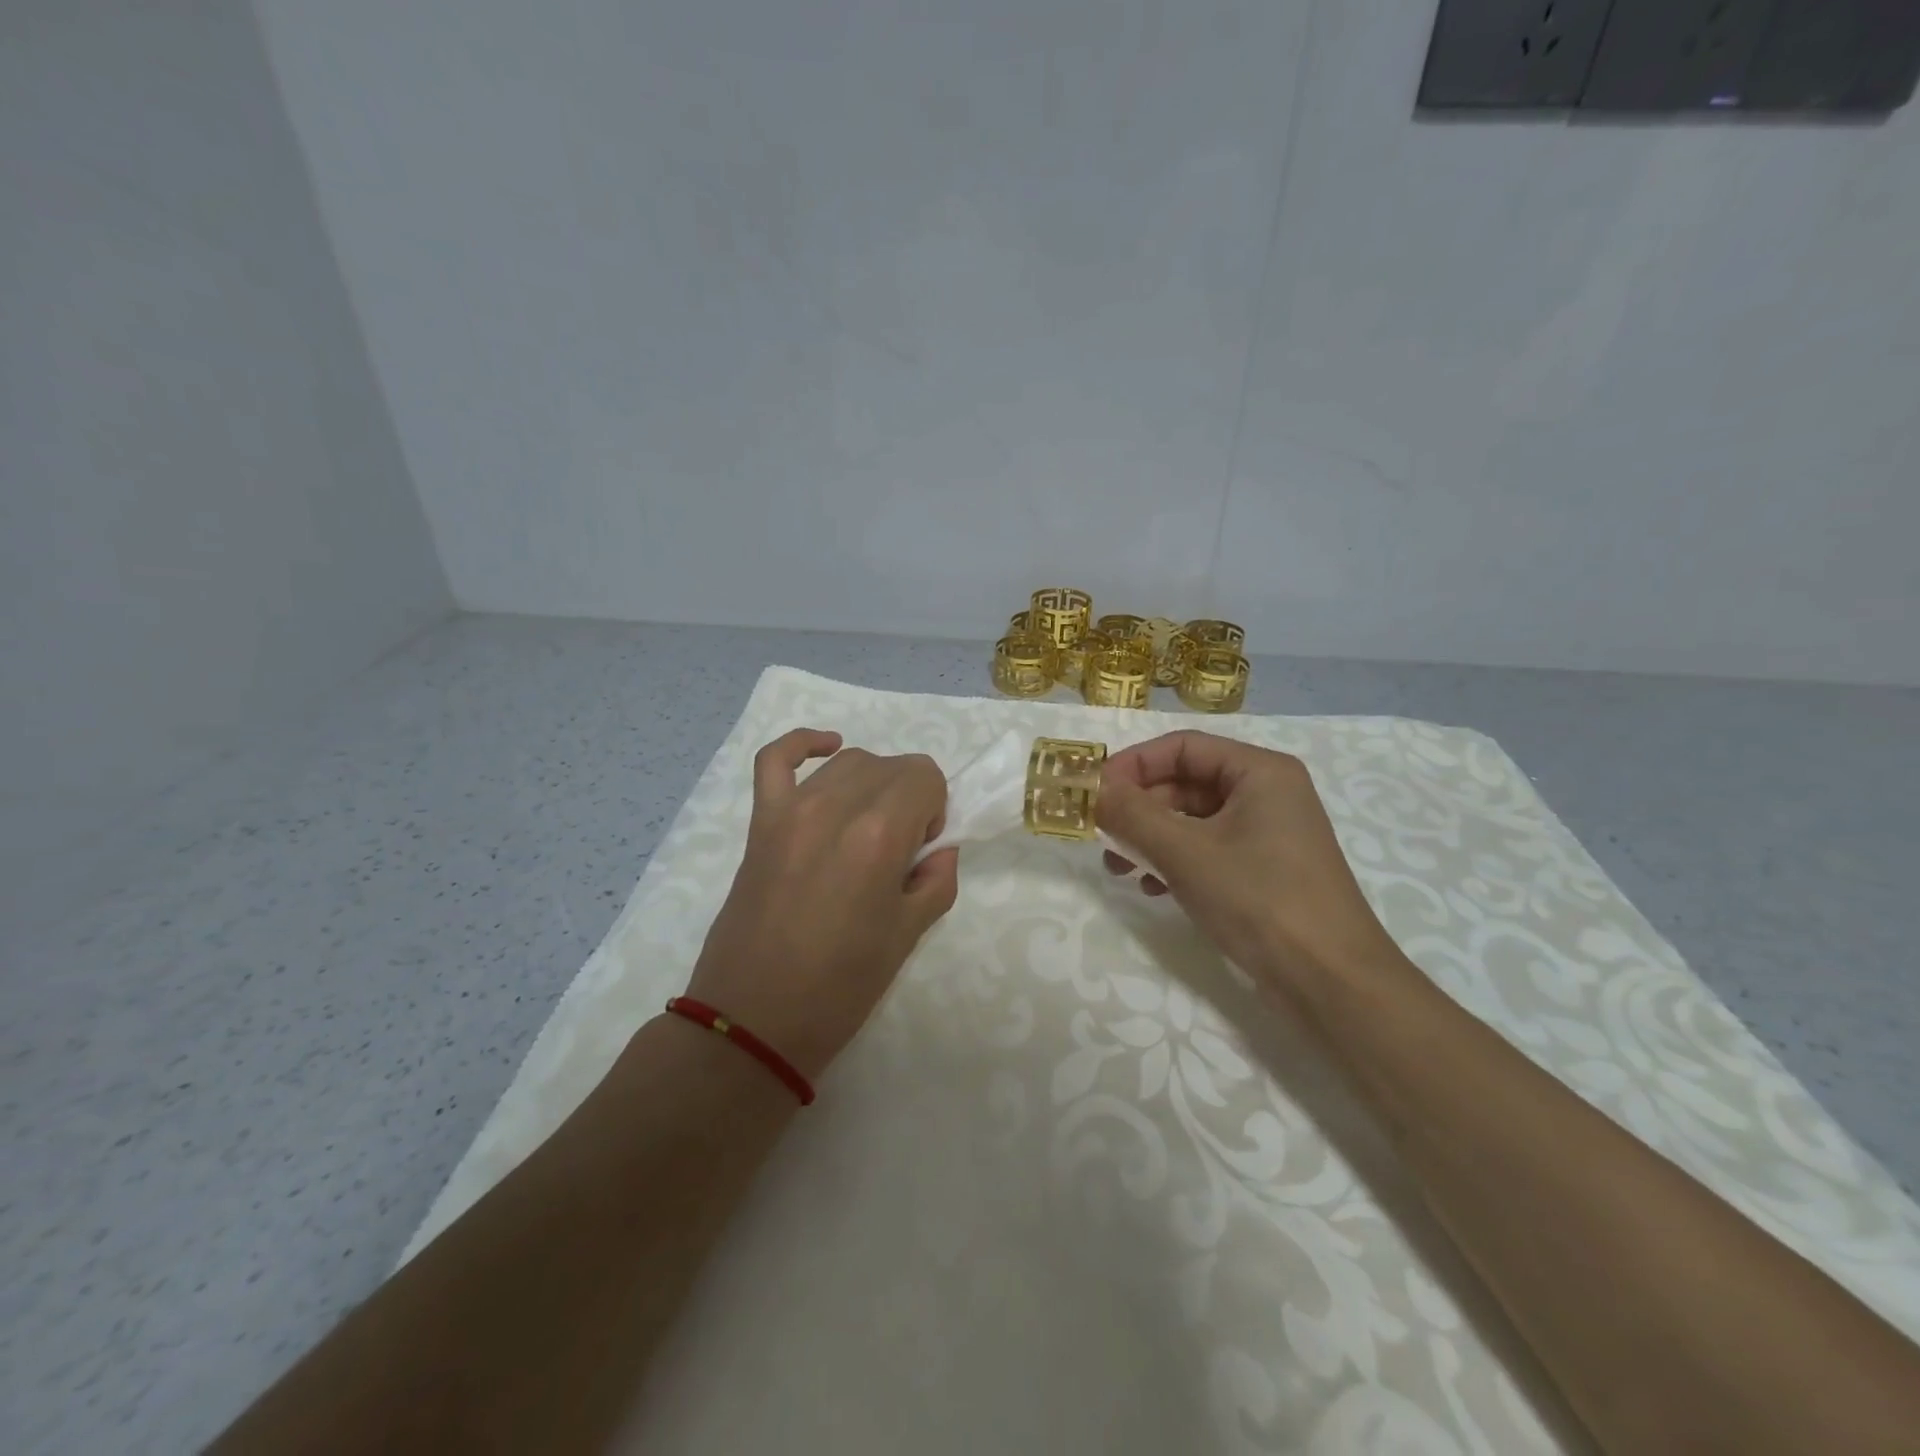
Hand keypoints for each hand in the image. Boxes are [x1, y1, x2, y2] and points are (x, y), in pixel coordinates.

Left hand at [685, 729, 958, 1079]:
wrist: (754, 1019)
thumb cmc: (840, 987)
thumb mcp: (908, 936)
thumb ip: (936, 879)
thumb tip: (939, 848)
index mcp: (878, 835)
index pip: (926, 777)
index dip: (935, 809)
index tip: (921, 851)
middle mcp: (835, 806)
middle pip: (891, 766)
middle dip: (910, 798)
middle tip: (898, 852)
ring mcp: (791, 810)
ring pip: (847, 762)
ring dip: (871, 783)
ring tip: (867, 827)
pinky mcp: (760, 822)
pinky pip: (776, 759)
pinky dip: (803, 744)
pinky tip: (827, 748)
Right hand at [1097, 731, 1404, 1001]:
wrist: (1331, 983)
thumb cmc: (1259, 899)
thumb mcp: (1185, 852)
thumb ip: (1132, 815)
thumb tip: (1091, 788)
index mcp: (1260, 772)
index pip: (1183, 746)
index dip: (1134, 763)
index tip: (1095, 790)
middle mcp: (1268, 794)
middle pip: (1186, 782)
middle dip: (1139, 807)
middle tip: (1101, 834)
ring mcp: (1269, 834)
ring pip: (1193, 820)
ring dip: (1150, 837)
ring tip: (1118, 867)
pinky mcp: (1265, 871)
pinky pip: (1208, 850)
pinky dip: (1175, 862)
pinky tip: (1152, 888)